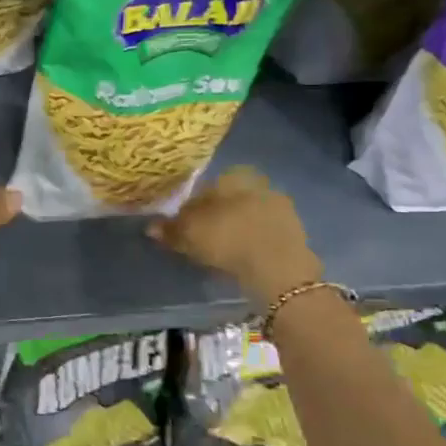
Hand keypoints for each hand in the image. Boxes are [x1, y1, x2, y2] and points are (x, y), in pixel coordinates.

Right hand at [147, 166, 322, 306]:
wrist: (279, 268)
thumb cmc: (228, 240)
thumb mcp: (190, 235)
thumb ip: (170, 229)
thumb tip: (150, 226)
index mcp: (233, 177)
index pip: (206, 187)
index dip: (193, 206)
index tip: (186, 225)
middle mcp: (258, 185)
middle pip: (229, 200)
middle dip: (217, 215)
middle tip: (204, 238)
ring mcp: (280, 208)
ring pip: (248, 215)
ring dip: (237, 229)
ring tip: (224, 251)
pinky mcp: (295, 231)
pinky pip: (264, 233)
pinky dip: (253, 242)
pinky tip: (244, 258)